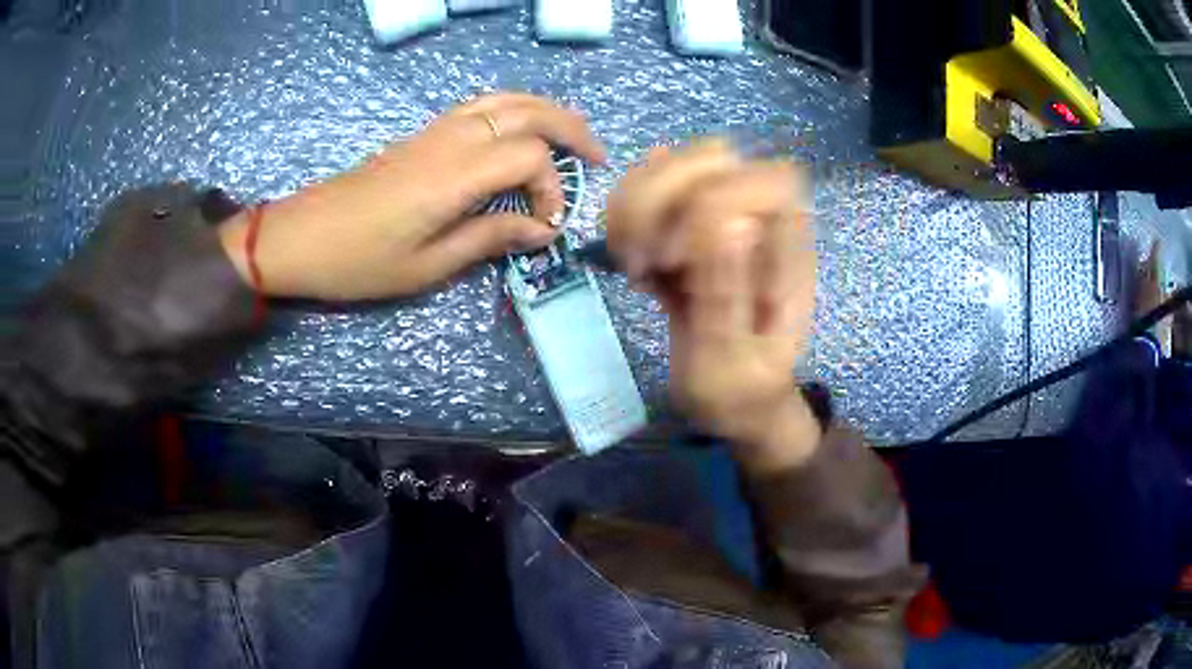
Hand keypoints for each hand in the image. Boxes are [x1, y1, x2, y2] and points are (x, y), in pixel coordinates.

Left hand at [219, 93, 605, 299]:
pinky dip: (514, 111)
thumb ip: (490, 239)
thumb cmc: (359, 262)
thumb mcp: (427, 266)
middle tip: (596, 157)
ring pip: (504, 99)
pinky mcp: (421, 134)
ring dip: (545, 111)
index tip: (546, 225)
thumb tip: (542, 230)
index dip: (552, 188)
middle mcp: (450, 140)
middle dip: (570, 128)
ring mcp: (434, 131)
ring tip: (569, 138)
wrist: (299, 237)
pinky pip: (480, 106)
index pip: (529, 157)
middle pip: (527, 110)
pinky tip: (520, 135)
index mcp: (453, 176)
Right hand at [607, 140, 820, 471]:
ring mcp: (723, 219)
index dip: (713, 199)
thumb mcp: (732, 360)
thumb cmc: (742, 391)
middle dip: (659, 200)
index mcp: (789, 254)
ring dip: (634, 208)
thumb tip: (728, 221)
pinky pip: (648, 191)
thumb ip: (728, 293)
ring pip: (675, 164)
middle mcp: (760, 223)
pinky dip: (624, 220)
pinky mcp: (690, 228)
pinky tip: (630, 262)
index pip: (768, 181)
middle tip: (641, 262)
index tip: (674, 258)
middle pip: (713, 155)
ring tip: (632, 266)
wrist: (739, 401)